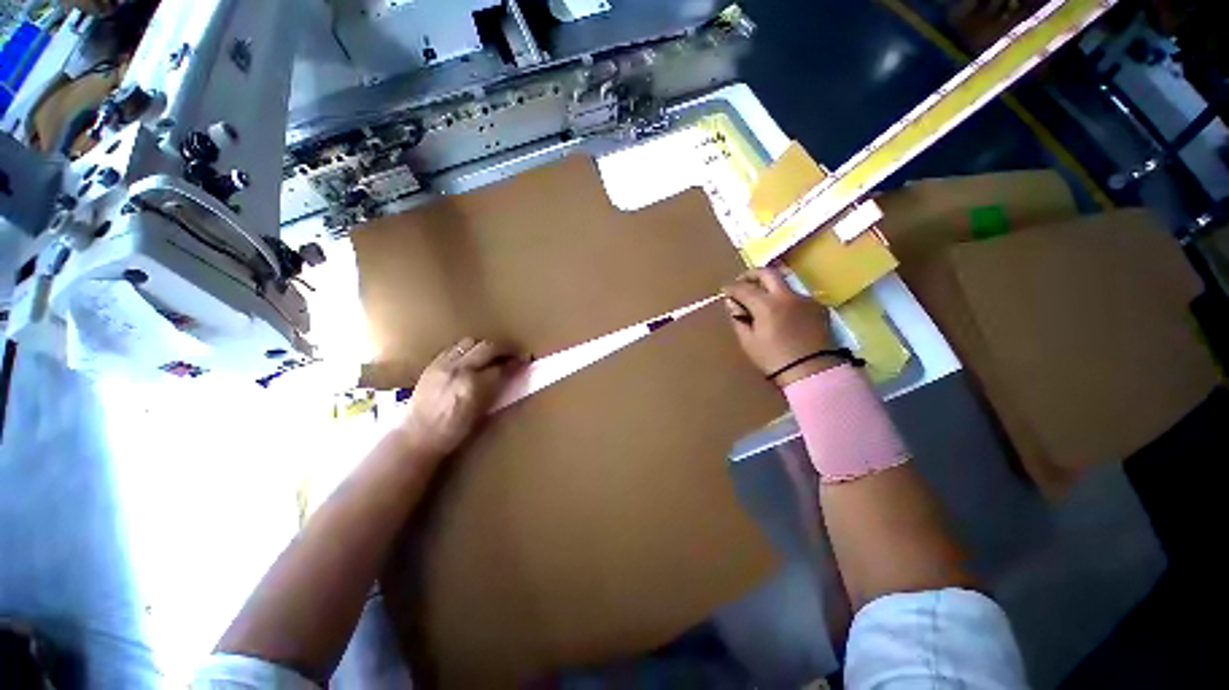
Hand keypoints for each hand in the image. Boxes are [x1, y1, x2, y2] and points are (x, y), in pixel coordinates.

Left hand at [401, 338, 522, 458]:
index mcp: (473, 386)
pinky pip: (454, 348)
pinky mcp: (432, 364)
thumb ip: (497, 389)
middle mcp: (459, 369)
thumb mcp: (481, 412)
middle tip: (514, 353)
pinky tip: (470, 358)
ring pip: (470, 342)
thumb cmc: (453, 431)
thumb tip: (512, 374)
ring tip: (491, 355)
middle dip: (505, 348)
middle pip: (488, 347)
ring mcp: (444, 364)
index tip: (525, 360)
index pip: (502, 367)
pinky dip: (467, 350)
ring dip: (485, 346)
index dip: (516, 363)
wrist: (417, 436)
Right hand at [723, 267, 837, 386]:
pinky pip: (796, 297)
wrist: (813, 372)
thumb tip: (733, 304)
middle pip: (768, 273)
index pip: (743, 288)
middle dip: (751, 274)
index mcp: (767, 305)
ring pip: (784, 284)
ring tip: (762, 300)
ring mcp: (806, 299)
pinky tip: (781, 313)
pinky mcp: (818, 307)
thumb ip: (739, 319)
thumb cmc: (774, 359)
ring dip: (770, 287)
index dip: (731, 288)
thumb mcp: (748, 342)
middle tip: (742, 282)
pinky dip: (784, 300)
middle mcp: (787, 296)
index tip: (724, 290)